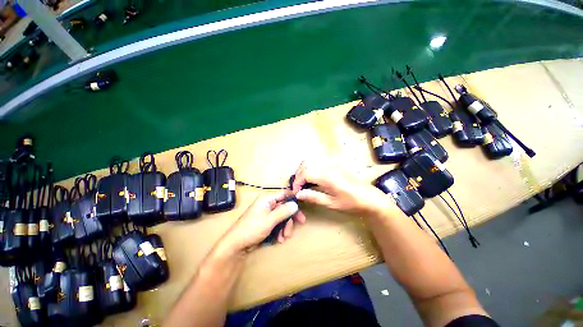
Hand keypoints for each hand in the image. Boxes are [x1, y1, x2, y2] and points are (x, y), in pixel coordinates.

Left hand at [219, 192, 306, 253]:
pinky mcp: (266, 223)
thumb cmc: (252, 229)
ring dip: (285, 226)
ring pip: (282, 217)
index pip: (284, 194)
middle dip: (290, 217)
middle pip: (284, 207)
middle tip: (300, 223)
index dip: (293, 199)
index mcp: (267, 199)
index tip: (302, 206)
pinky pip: (277, 224)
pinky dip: (280, 230)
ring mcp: (267, 214)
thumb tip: (295, 204)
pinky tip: (279, 239)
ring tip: (284, 237)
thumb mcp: (269, 220)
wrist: (236, 245)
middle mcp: (267, 204)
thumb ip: (283, 211)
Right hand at [292, 160, 390, 216]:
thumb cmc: (351, 203)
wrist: (370, 198)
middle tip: (298, 187)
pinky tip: (313, 177)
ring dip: (304, 169)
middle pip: (306, 163)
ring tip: (304, 181)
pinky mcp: (336, 164)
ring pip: (312, 160)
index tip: (296, 191)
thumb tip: (299, 194)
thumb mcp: (331, 203)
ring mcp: (333, 163)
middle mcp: (329, 166)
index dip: (297, 182)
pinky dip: (311, 167)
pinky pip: (319, 161)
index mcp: (327, 176)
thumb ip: (313, 197)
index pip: (305, 173)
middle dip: (299, 174)